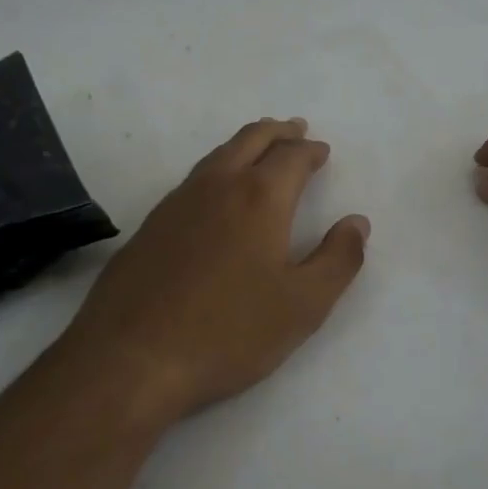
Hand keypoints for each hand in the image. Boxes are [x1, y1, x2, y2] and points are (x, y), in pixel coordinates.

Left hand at [60, 118, 369, 430]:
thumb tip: (357, 222)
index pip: (292, 157)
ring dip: (246, 144)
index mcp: (260, 198)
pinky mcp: (150, 225)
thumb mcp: (303, 305)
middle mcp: (217, 186)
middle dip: (278, 132)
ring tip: (260, 148)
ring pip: (218, 155)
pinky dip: (217, 168)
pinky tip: (216, 191)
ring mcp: (177, 202)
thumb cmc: (228, 332)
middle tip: (295, 129)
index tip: (321, 151)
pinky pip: (194, 179)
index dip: (310, 151)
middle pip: (251, 140)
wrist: (130, 358)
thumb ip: (338, 260)